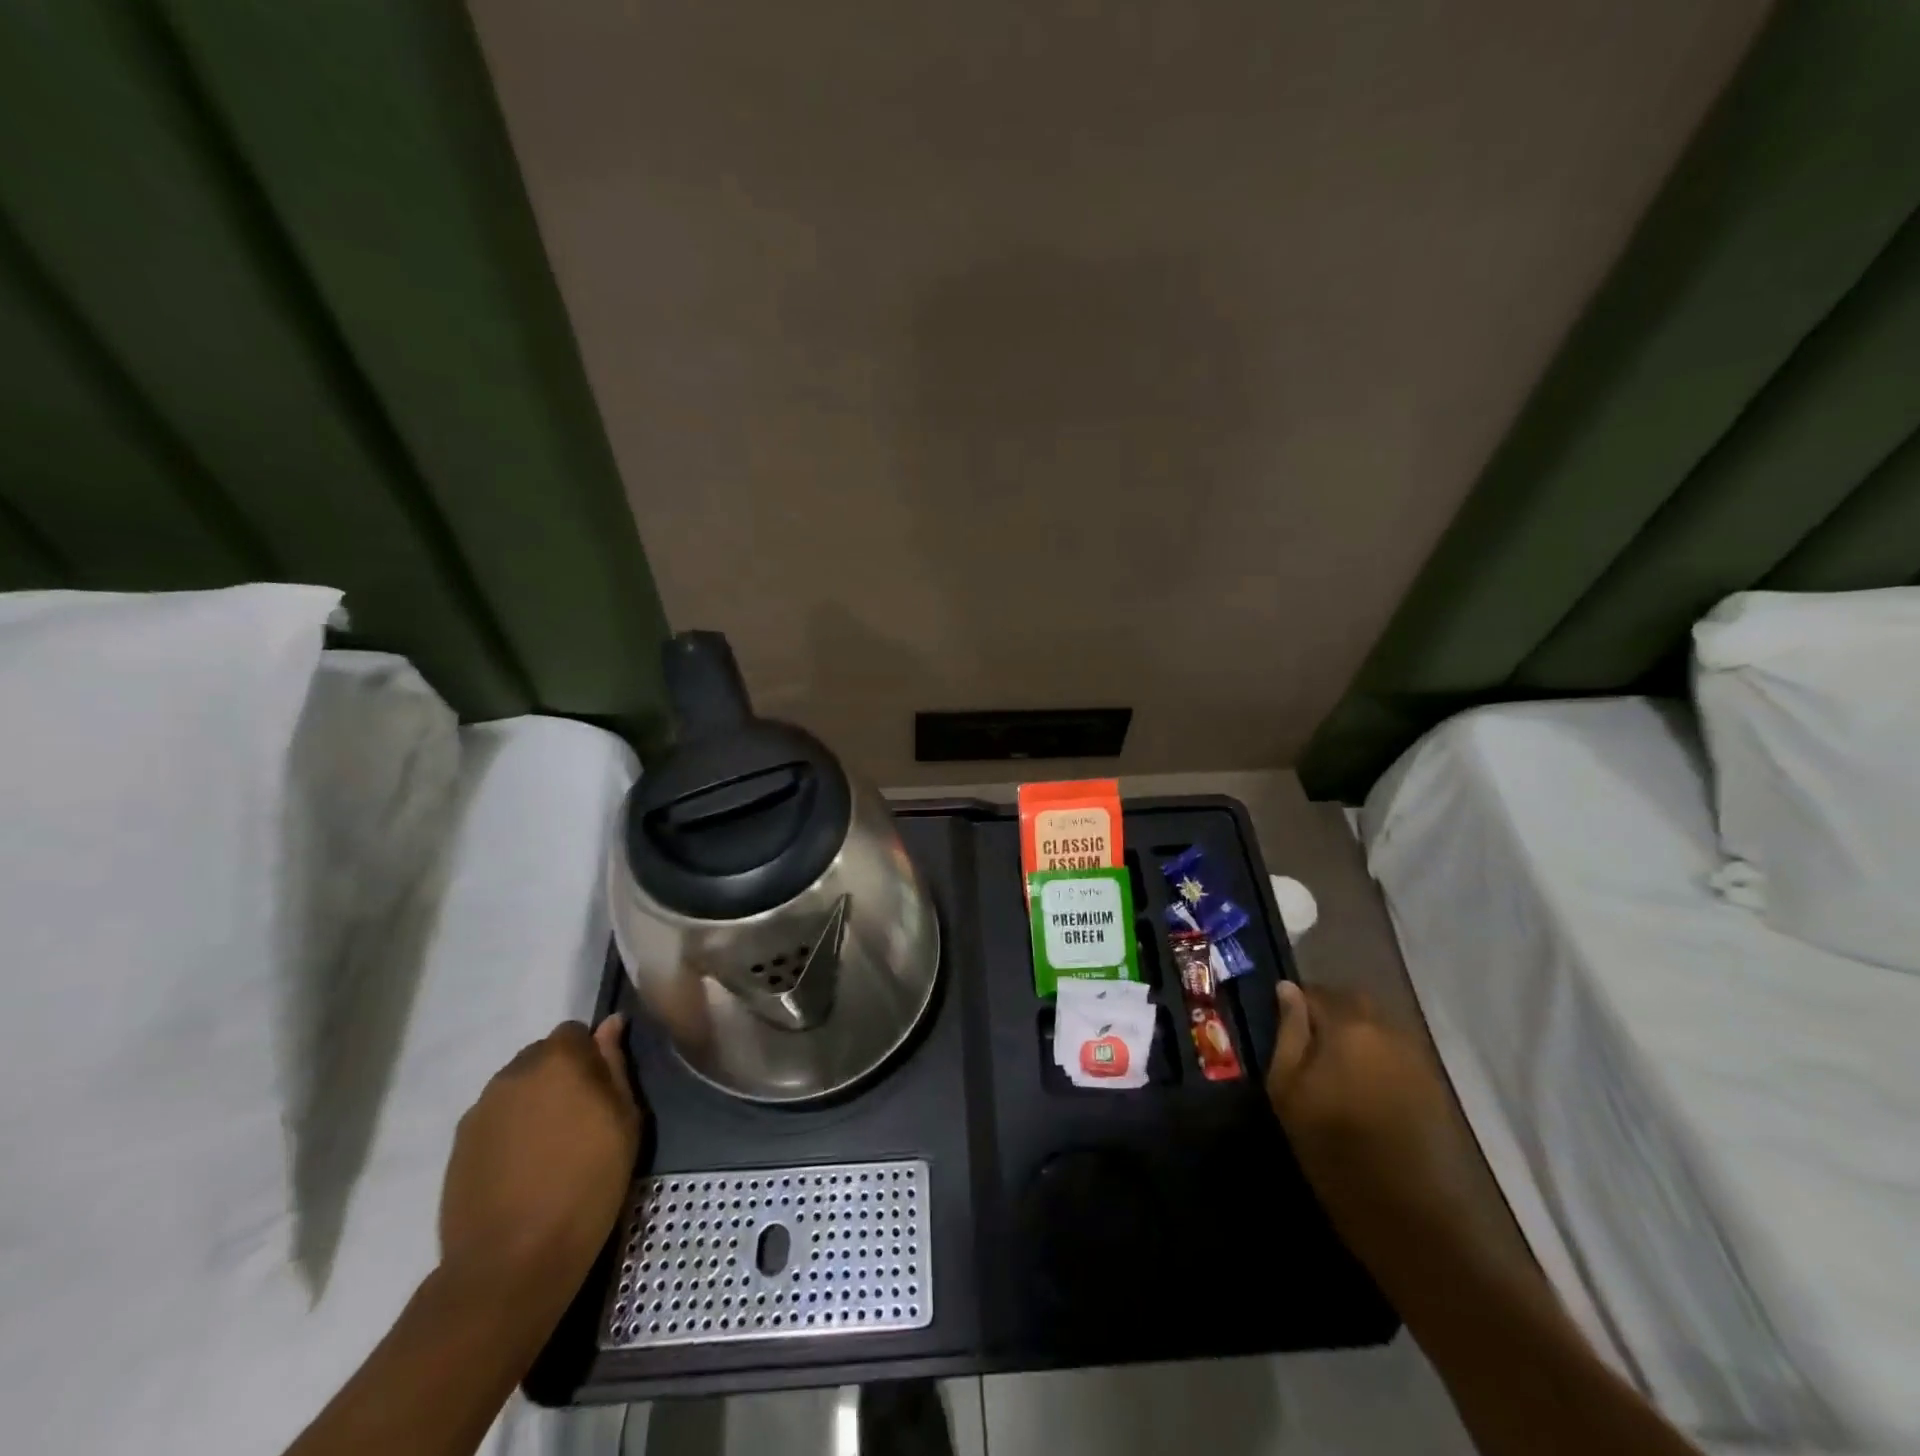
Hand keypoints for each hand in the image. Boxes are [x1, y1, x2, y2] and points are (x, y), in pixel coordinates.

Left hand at [438, 1016, 640, 1326]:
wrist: (511, 1262)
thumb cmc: (587, 1184)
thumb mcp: (624, 1121)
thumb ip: (615, 1065)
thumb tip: (611, 1024)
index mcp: (558, 1060)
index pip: (574, 1032)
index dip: (590, 1055)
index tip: (602, 1089)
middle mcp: (513, 1073)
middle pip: (541, 1057)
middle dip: (560, 1076)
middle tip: (580, 1119)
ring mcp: (480, 1110)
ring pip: (515, 1088)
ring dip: (534, 1102)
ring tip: (549, 1148)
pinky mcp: (458, 1146)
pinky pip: (494, 1120)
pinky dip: (510, 1132)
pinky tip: (523, 1169)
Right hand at [1266, 982, 1477, 1254]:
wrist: (1410, 1214)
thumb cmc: (1334, 1148)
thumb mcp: (1288, 1089)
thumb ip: (1289, 1032)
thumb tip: (1287, 989)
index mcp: (1348, 1026)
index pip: (1316, 992)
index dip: (1295, 1003)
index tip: (1281, 1022)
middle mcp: (1387, 1030)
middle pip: (1353, 1003)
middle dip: (1328, 1013)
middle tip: (1307, 1043)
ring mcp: (1415, 1056)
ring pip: (1376, 1027)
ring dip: (1354, 1035)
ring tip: (1334, 1067)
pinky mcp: (1432, 1083)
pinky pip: (1395, 1051)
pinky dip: (1375, 1057)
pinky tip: (1363, 1087)